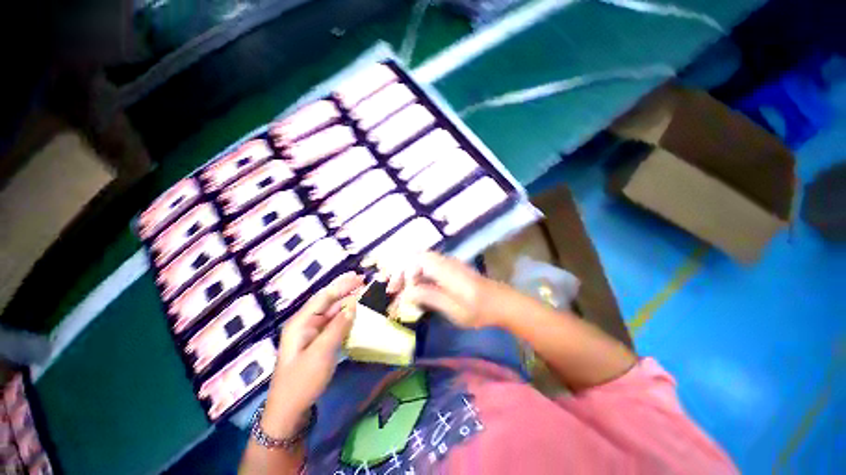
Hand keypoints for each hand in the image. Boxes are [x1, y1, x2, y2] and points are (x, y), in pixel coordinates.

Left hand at [262, 272, 363, 436]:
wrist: (289, 411)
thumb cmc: (302, 381)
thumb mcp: (321, 353)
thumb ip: (338, 327)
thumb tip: (354, 305)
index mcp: (301, 322)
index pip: (324, 297)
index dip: (341, 285)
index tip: (358, 277)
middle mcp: (306, 323)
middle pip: (328, 301)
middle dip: (345, 290)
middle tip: (363, 280)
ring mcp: (312, 333)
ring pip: (333, 312)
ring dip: (348, 302)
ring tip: (364, 292)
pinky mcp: (319, 342)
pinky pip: (335, 324)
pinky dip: (346, 316)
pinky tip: (356, 312)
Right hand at [387, 252, 492, 327]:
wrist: (502, 303)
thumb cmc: (479, 310)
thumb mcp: (453, 308)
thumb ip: (429, 296)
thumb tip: (407, 292)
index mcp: (445, 270)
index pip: (416, 260)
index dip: (402, 272)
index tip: (395, 290)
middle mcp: (445, 262)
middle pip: (416, 258)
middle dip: (401, 272)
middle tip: (393, 289)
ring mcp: (449, 264)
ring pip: (422, 262)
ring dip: (409, 274)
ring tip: (401, 291)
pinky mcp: (451, 270)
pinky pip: (429, 268)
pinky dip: (419, 277)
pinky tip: (417, 290)